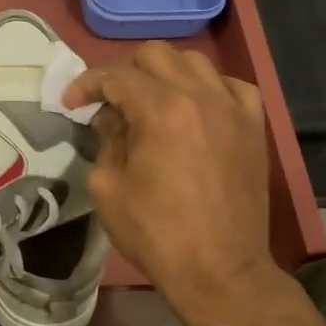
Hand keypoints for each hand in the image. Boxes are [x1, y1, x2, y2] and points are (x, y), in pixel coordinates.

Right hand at [65, 43, 290, 325]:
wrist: (220, 270)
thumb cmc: (156, 233)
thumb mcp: (108, 186)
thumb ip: (106, 140)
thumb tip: (113, 119)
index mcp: (160, 110)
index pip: (115, 75)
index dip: (86, 85)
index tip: (70, 104)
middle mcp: (200, 96)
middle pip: (155, 55)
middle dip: (123, 73)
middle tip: (109, 104)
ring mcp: (233, 109)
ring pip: (194, 62)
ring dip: (164, 75)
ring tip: (151, 103)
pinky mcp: (254, 127)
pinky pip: (233, 85)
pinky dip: (208, 88)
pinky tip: (196, 108)